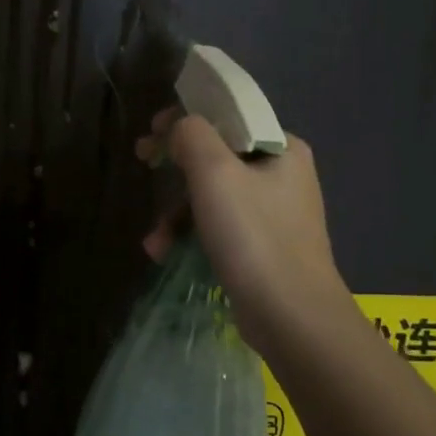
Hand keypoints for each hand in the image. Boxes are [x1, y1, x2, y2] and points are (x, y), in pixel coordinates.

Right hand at [136, 109, 347, 351]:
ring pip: (213, 195)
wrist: (292, 318)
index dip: (185, 119)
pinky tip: (164, 253)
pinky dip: (191, 234)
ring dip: (176, 212)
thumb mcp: (215, 172)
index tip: (152, 132)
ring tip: (154, 239)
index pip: (228, 117)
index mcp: (282, 148)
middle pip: (216, 156)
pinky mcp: (263, 247)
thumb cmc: (254, 236)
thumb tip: (178, 127)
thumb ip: (192, 134)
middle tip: (143, 164)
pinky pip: (219, 226)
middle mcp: (283, 175)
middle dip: (175, 169)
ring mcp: (274, 214)